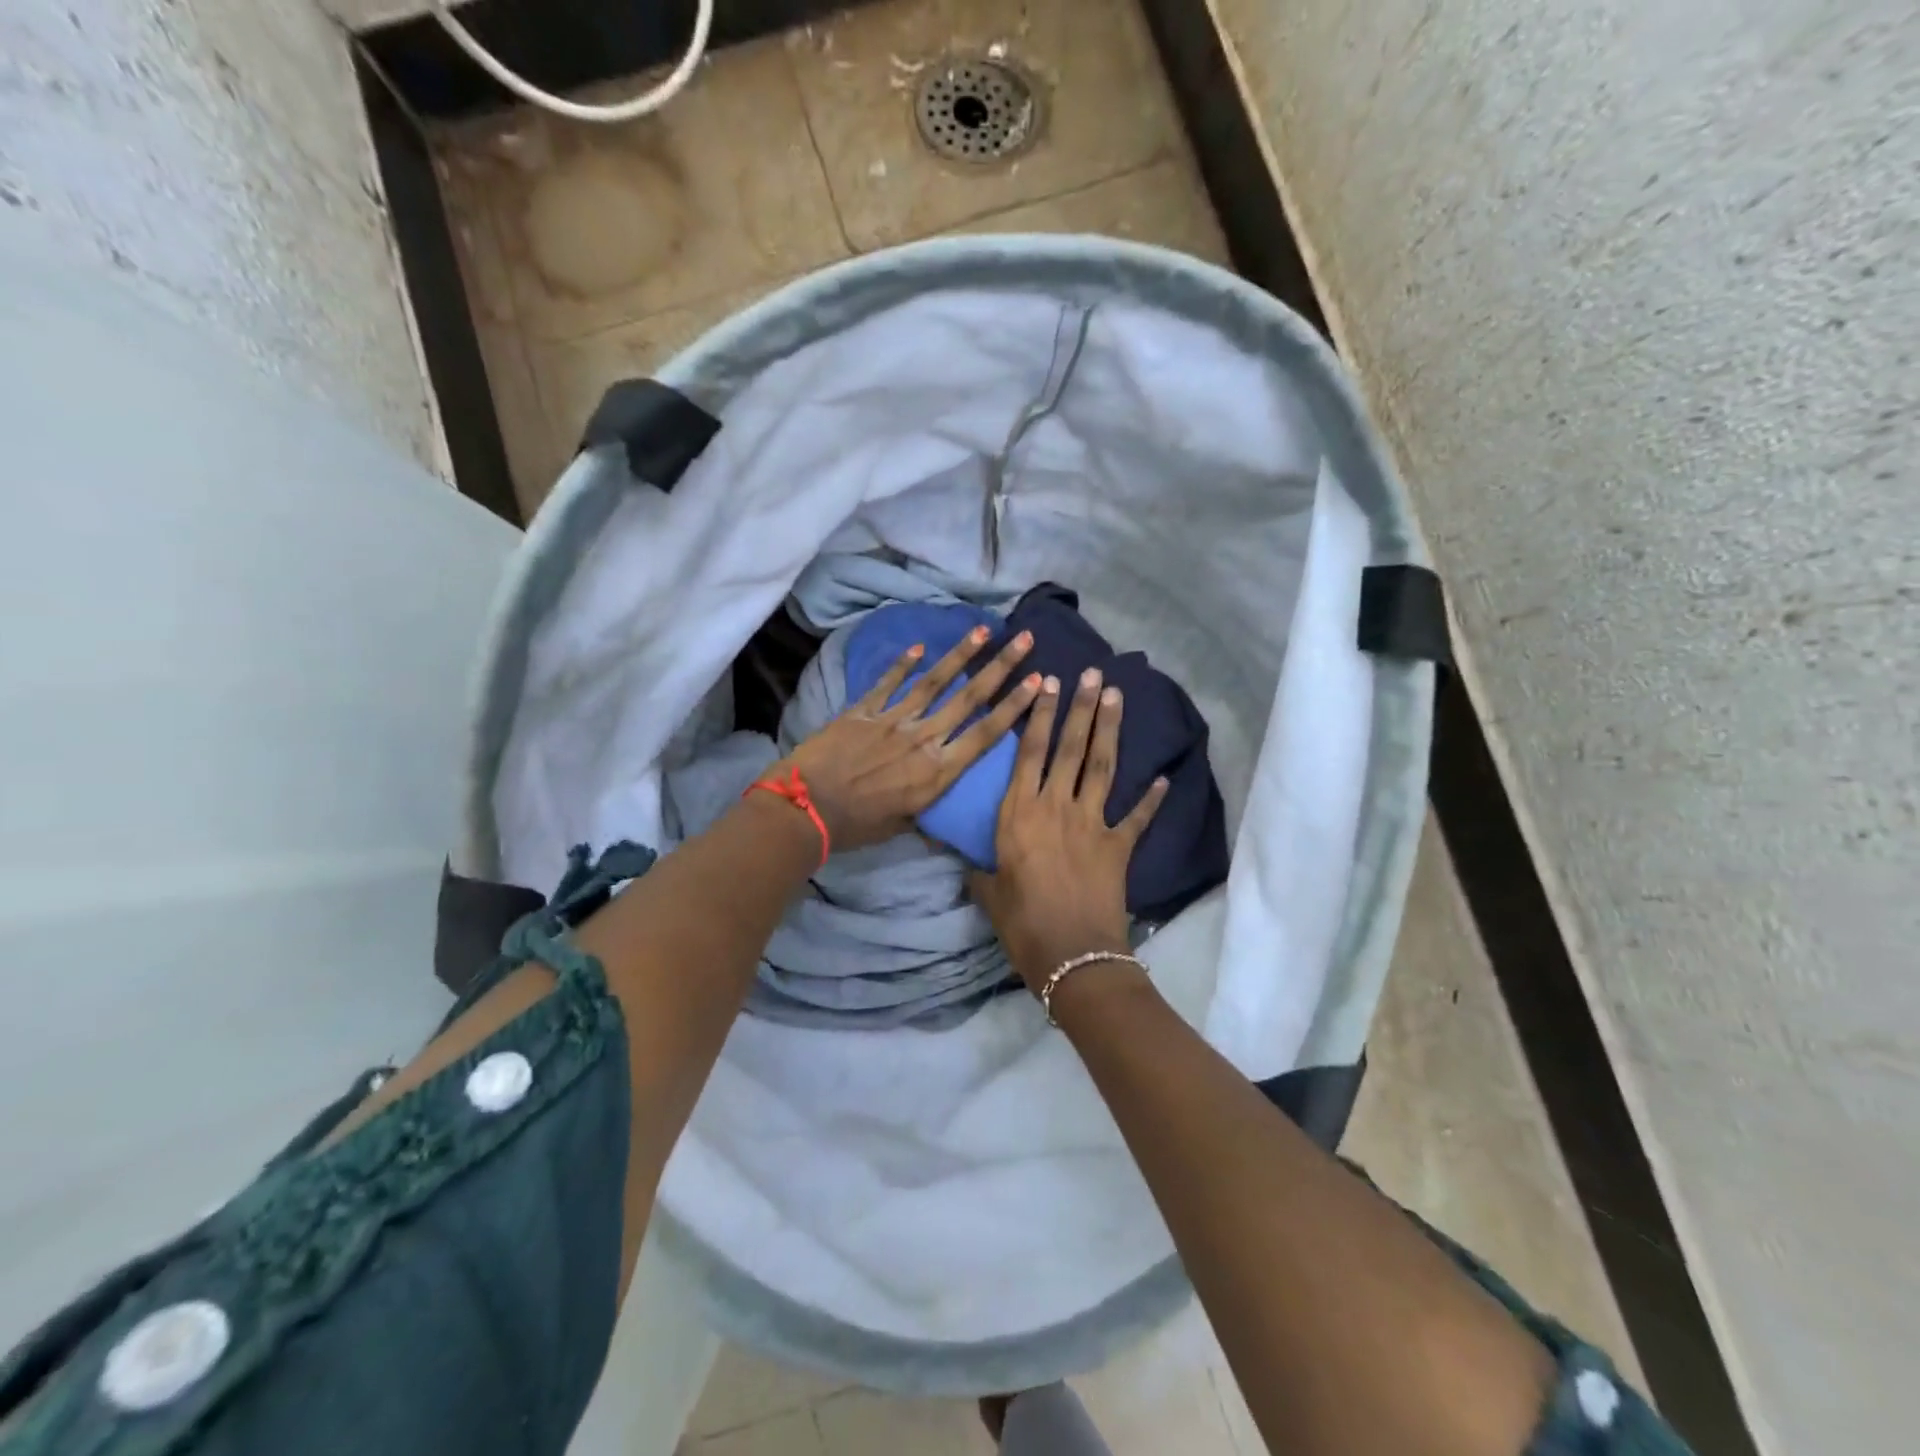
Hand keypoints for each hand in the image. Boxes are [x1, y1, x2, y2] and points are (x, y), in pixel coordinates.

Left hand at [779, 624, 1039, 852]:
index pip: (986, 733)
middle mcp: (923, 739)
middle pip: (970, 698)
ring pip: (934, 682)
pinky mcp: (863, 711)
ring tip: (983, 630)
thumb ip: (925, 809)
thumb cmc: (856, 826)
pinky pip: (888, 683)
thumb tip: (940, 816)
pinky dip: (903, 664)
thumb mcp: (902, 826)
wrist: (805, 808)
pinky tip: (919, 647)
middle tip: (1024, 639)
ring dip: (961, 655)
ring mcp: (893, 720)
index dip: (1014, 706)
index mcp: (937, 772)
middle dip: (1001, 666)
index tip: (1038, 681)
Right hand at [970, 667, 1167, 991]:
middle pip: (1070, 748)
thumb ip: (980, 872)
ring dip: (1110, 729)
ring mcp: (1092, 823)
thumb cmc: (1022, 924)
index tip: (1049, 683)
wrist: (1072, 955)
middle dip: (1081, 708)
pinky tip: (1163, 777)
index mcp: (1019, 813)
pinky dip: (1152, 798)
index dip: (1040, 715)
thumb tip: (968, 864)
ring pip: (1101, 766)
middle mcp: (1056, 806)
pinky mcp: (1118, 846)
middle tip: (1092, 673)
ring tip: (1116, 696)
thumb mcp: (989, 893)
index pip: (1028, 752)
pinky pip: (1137, 816)